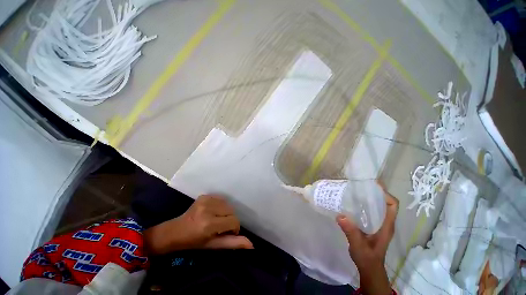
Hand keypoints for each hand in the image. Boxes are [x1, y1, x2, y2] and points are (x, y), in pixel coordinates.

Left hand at [144, 195, 252, 254]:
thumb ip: (233, 244)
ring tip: (217, 219)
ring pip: (228, 204)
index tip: (228, 233)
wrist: (175, 231)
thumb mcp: (213, 245)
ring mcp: (206, 200)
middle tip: (221, 227)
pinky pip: (221, 199)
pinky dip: (221, 206)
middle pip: (232, 211)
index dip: (234, 228)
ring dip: (226, 213)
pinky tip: (213, 212)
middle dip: (230, 220)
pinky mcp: (204, 196)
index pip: (233, 221)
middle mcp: (208, 209)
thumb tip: (251, 245)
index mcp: (209, 224)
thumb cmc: (194, 242)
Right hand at [336, 181, 398, 294]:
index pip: (392, 206)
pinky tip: (351, 203)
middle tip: (360, 185)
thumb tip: (340, 215)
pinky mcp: (371, 225)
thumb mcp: (359, 246)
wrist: (369, 268)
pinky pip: (369, 211)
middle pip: (384, 203)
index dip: (385, 194)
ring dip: (368, 198)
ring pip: (377, 207)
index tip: (373, 186)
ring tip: (354, 191)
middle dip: (375, 193)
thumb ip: (351, 232)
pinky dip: (363, 205)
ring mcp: (378, 224)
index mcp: (386, 226)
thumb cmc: (367, 258)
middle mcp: (384, 223)